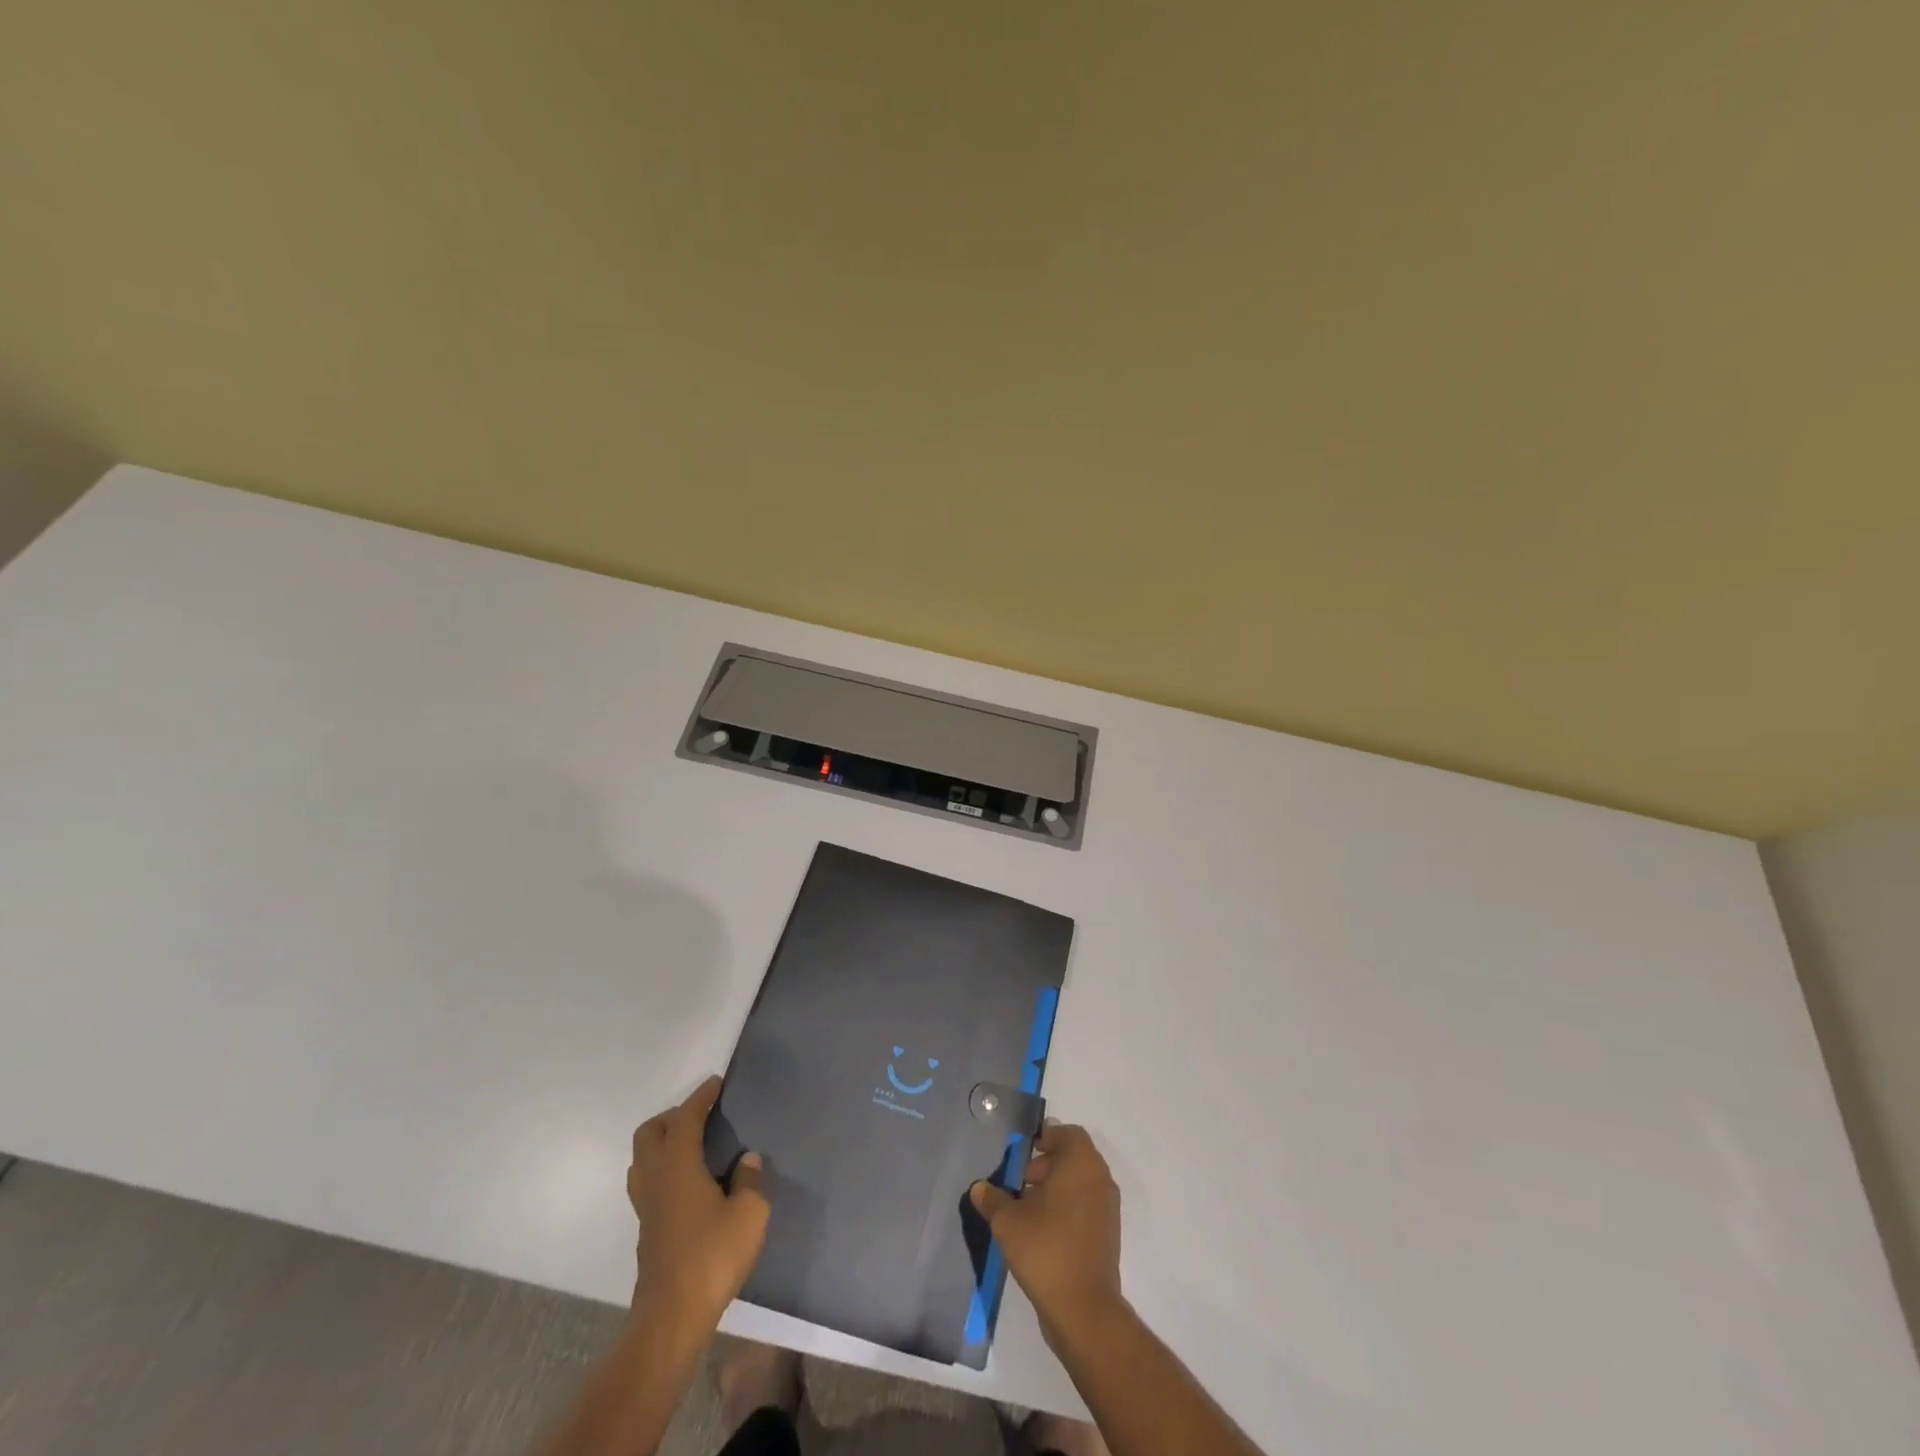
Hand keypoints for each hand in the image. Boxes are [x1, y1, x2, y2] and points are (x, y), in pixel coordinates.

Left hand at [627, 1076, 768, 1333]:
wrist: (671, 1318)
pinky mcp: (647, 1229)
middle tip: (702, 1116)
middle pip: (650, 1133)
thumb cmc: (712, 1257)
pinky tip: (689, 1182)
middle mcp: (655, 1178)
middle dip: (673, 1116)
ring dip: (663, 1143)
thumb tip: (747, 1159)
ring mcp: (646, 1206)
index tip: (716, 1083)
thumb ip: (751, 1179)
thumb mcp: (750, 1214)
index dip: (700, 1097)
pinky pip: (649, 1181)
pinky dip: (664, 1168)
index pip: (685, 1118)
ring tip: (693, 1145)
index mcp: (678, 1166)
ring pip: (643, 1159)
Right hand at [970, 1123, 1123, 1339]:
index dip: (1044, 1138)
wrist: (1084, 1309)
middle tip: (1018, 1183)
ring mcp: (1107, 1207)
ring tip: (1025, 1209)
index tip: (1021, 1153)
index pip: (1066, 1134)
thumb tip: (979, 1188)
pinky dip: (1065, 1207)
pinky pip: (1085, 1205)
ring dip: (1054, 1187)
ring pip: (1079, 1182)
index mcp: (1080, 1163)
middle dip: (1044, 1164)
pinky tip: (1040, 1230)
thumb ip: (992, 1199)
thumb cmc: (1046, 1249)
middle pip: (1072, 1157)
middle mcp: (1099, 1178)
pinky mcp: (1107, 1233)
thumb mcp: (1008, 1221)